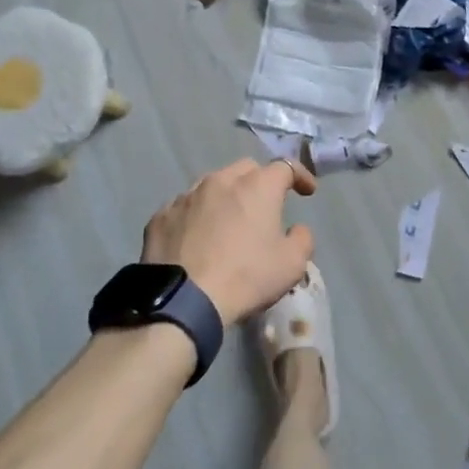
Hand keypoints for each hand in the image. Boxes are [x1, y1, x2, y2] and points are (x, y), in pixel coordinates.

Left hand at [142, 159, 317, 326]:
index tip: (307, 192)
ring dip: (225, 197)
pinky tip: (196, 238)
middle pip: (246, 169)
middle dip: (260, 182)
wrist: (182, 301)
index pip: (285, 167)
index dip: (300, 176)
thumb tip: (296, 229)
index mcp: (257, 186)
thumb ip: (302, 238)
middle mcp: (221, 180)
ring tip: (227, 222)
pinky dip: (196, 216)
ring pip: (212, 185)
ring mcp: (186, 196)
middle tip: (264, 207)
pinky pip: (184, 207)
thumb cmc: (245, 277)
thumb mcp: (292, 264)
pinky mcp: (161, 216)